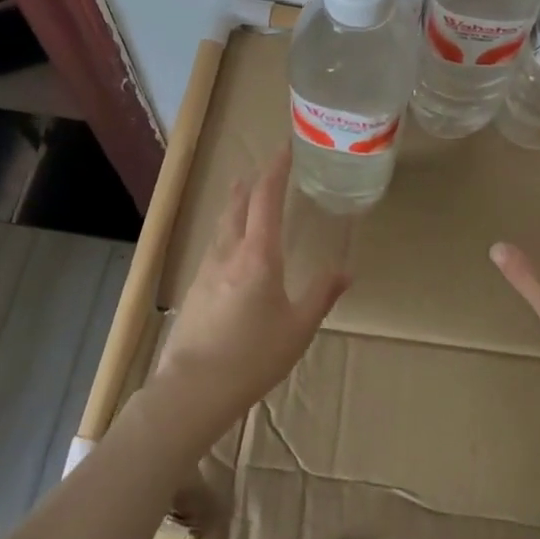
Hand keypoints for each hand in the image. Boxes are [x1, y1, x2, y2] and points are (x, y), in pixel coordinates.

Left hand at [151, 148, 348, 441]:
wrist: (193, 389)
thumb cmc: (253, 357)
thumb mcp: (298, 328)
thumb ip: (321, 294)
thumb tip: (345, 270)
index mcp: (258, 255)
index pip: (265, 198)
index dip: (275, 169)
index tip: (286, 149)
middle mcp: (229, 252)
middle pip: (237, 204)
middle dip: (252, 182)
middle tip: (264, 168)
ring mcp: (207, 269)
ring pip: (222, 224)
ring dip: (235, 203)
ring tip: (243, 193)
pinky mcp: (195, 288)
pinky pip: (214, 245)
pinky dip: (226, 230)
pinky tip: (230, 245)